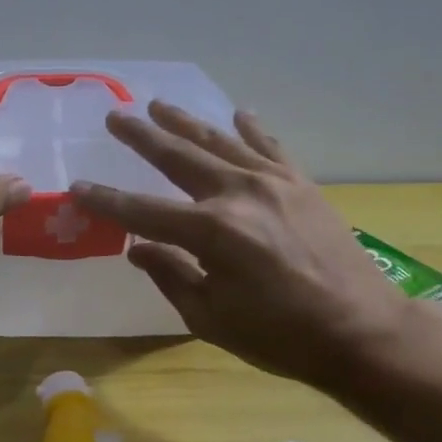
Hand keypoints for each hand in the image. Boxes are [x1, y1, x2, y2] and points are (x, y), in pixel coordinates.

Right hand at [70, 102, 407, 389]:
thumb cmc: (281, 335)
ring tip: (158, 105)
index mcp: (211, 231)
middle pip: (178, 158)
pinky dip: (251, 130)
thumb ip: (170, 275)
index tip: (78, 187)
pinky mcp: (301, 185)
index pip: (142, 210)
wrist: (363, 332)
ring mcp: (273, 183)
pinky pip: (270, 147)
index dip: (106, 200)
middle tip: (115, 117)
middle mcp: (238, 194)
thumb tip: (136, 248)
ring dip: (185, 122)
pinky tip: (238, 114)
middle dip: (141, 137)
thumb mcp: (211, 318)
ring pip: (219, 141)